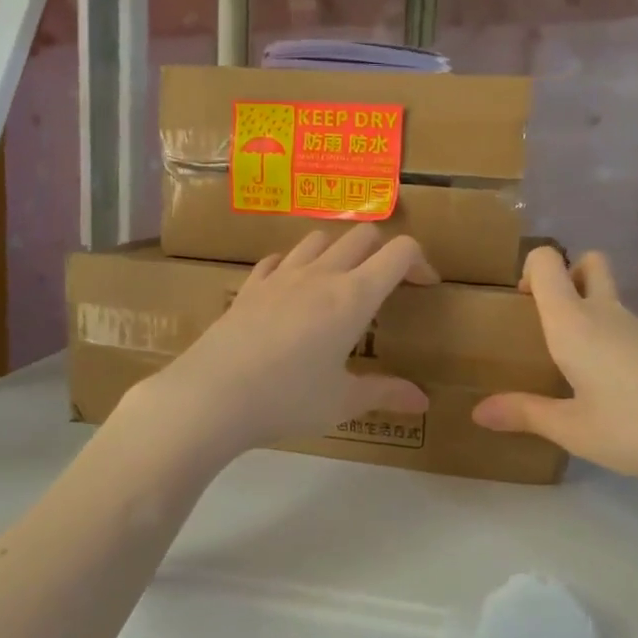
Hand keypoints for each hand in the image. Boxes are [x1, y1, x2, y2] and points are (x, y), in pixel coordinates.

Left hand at [128, 225, 438, 458]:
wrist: (212, 395)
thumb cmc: (288, 399)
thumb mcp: (342, 402)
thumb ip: (384, 393)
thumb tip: (423, 401)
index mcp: (353, 297)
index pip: (399, 252)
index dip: (420, 261)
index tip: (425, 285)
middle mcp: (320, 275)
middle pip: (362, 236)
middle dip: (383, 251)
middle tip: (386, 285)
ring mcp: (281, 276)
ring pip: (319, 239)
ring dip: (338, 251)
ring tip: (339, 284)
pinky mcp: (250, 286)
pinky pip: (278, 259)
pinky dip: (294, 265)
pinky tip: (291, 290)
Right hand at [472, 247, 637, 491]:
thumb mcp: (575, 430)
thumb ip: (526, 415)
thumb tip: (478, 411)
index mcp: (575, 324)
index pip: (548, 261)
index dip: (530, 268)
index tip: (521, 302)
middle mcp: (610, 313)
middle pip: (590, 263)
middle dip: (569, 276)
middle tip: (554, 323)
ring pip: (615, 302)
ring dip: (597, 319)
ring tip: (588, 376)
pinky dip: (624, 346)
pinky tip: (630, 395)